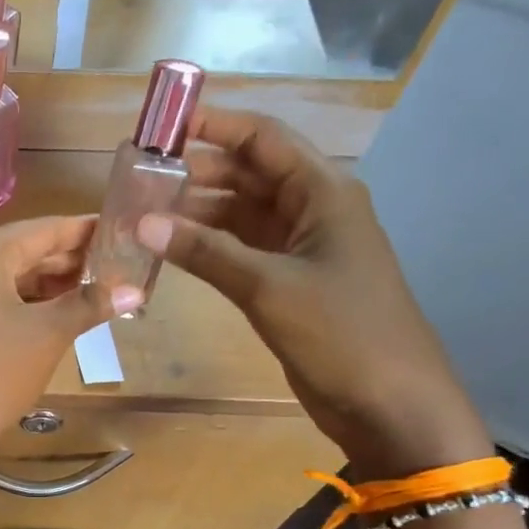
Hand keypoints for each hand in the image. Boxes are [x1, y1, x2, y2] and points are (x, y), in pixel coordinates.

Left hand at [0, 217, 141, 487]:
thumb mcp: (48, 334)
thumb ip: (90, 304)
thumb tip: (135, 289)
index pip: (45, 229)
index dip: (86, 231)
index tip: (125, 229)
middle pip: (26, 252)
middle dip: (71, 261)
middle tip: (121, 265)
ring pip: (10, 280)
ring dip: (51, 287)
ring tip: (99, 291)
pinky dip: (27, 307)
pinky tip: (60, 317)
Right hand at [137, 113, 491, 479]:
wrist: (389, 403)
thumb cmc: (341, 332)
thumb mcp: (268, 287)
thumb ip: (204, 252)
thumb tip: (142, 223)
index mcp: (323, 191)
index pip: (263, 139)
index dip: (214, 126)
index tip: (161, 128)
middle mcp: (312, 209)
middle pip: (248, 173)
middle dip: (196, 171)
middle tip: (139, 177)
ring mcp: (301, 247)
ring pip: (240, 214)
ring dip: (197, 212)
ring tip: (144, 212)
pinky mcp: (288, 281)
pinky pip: (240, 249)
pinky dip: (207, 247)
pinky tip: (170, 249)